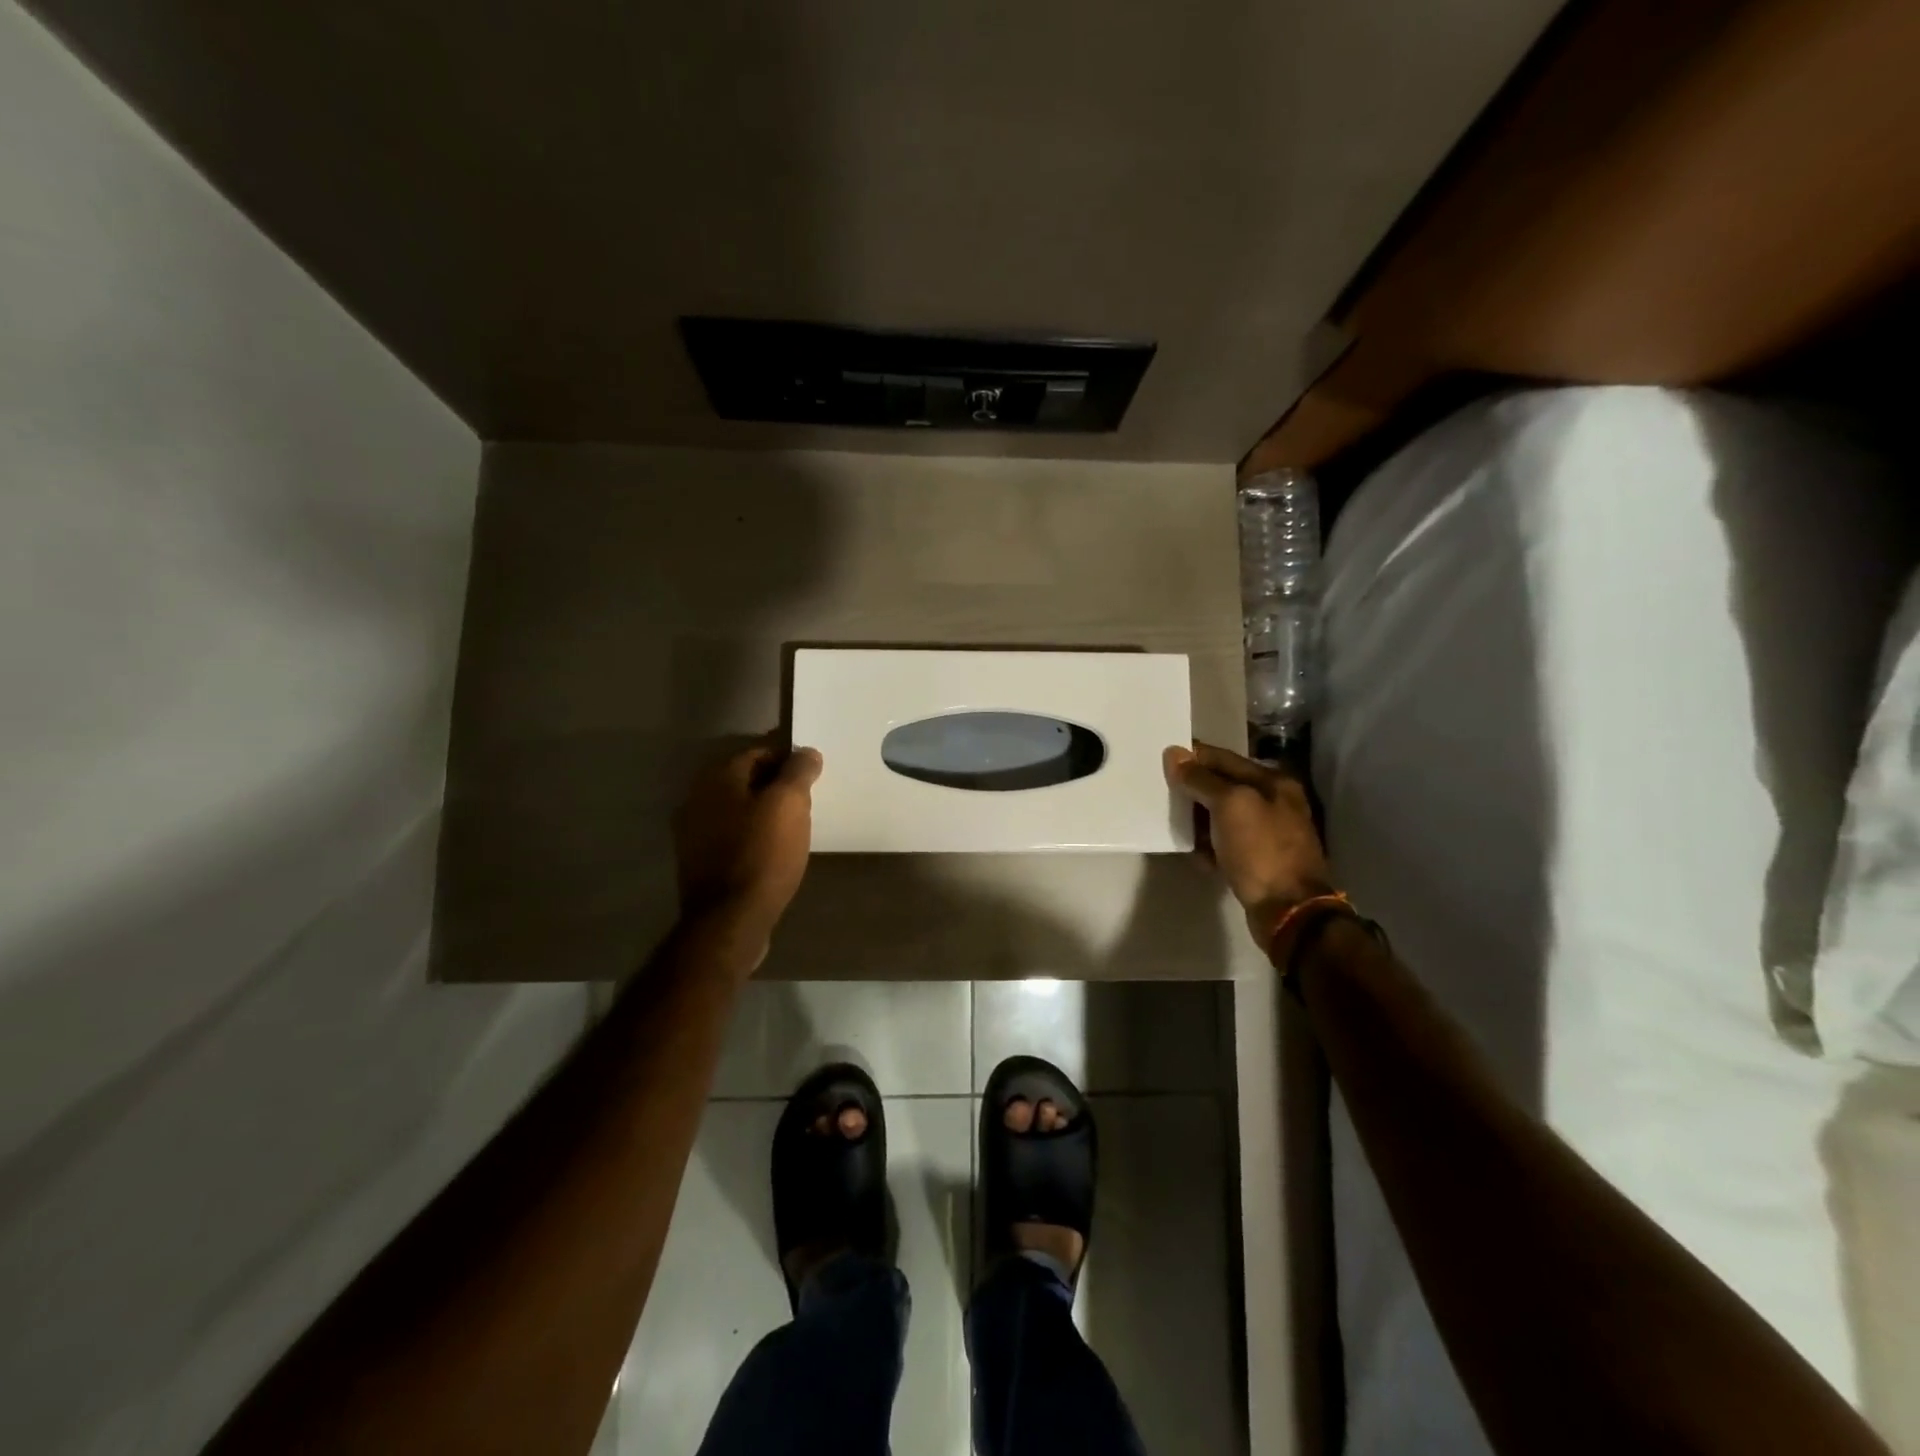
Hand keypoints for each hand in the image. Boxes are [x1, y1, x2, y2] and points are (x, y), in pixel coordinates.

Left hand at [673, 738, 822, 967]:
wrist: (730, 919)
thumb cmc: (763, 854)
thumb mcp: (790, 804)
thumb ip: (799, 771)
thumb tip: (806, 752)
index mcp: (717, 779)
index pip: (757, 753)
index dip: (788, 760)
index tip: (812, 777)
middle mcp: (697, 799)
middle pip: (744, 781)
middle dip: (775, 786)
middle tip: (806, 802)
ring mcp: (692, 834)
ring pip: (737, 810)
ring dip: (763, 812)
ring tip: (793, 828)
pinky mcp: (698, 863)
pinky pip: (730, 837)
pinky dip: (751, 836)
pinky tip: (772, 852)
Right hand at [1163, 742, 1334, 949]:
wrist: (1289, 910)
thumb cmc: (1260, 849)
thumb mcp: (1229, 805)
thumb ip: (1201, 779)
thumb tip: (1174, 754)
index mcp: (1273, 782)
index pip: (1224, 758)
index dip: (1194, 757)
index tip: (1162, 759)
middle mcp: (1274, 802)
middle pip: (1224, 787)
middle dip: (1194, 790)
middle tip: (1162, 792)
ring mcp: (1269, 834)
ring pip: (1223, 817)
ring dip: (1198, 820)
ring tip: (1173, 824)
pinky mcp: (1260, 861)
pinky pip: (1226, 844)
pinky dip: (1209, 846)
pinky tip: (1195, 854)